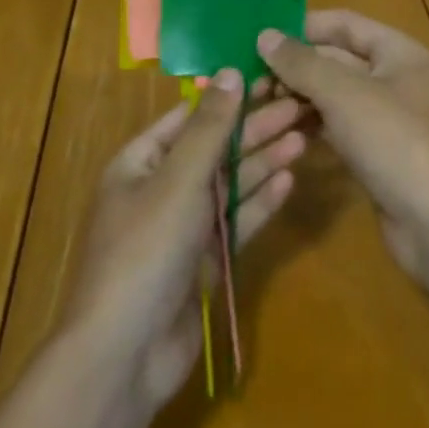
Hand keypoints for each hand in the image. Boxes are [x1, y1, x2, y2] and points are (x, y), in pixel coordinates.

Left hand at [62, 71, 306, 408]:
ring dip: (263, 162)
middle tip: (300, 106)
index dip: (229, 96)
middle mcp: (161, 188)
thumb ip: (210, 126)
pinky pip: (234, 222)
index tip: (270, 77)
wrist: (124, 356)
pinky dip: (259, 203)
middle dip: (255, 128)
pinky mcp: (202, 262)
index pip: (190, 116)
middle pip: (215, 148)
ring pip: (229, 185)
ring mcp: (182, 228)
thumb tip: (231, 71)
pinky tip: (289, 182)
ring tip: (304, 137)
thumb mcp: (179, 179)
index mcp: (141, 162)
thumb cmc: (145, 250)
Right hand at [258, 11, 428, 281]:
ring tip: (257, 106)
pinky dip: (312, 127)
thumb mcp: (344, 93)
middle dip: (296, 67)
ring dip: (299, 99)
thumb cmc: (395, 141)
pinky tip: (282, 134)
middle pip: (338, 60)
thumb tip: (265, 35)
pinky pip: (339, 129)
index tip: (260, 35)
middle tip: (249, 80)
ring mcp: (388, 120)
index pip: (344, 24)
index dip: (303, 26)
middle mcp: (395, 79)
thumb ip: (302, 63)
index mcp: (398, 52)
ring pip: (335, 97)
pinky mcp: (379, 155)